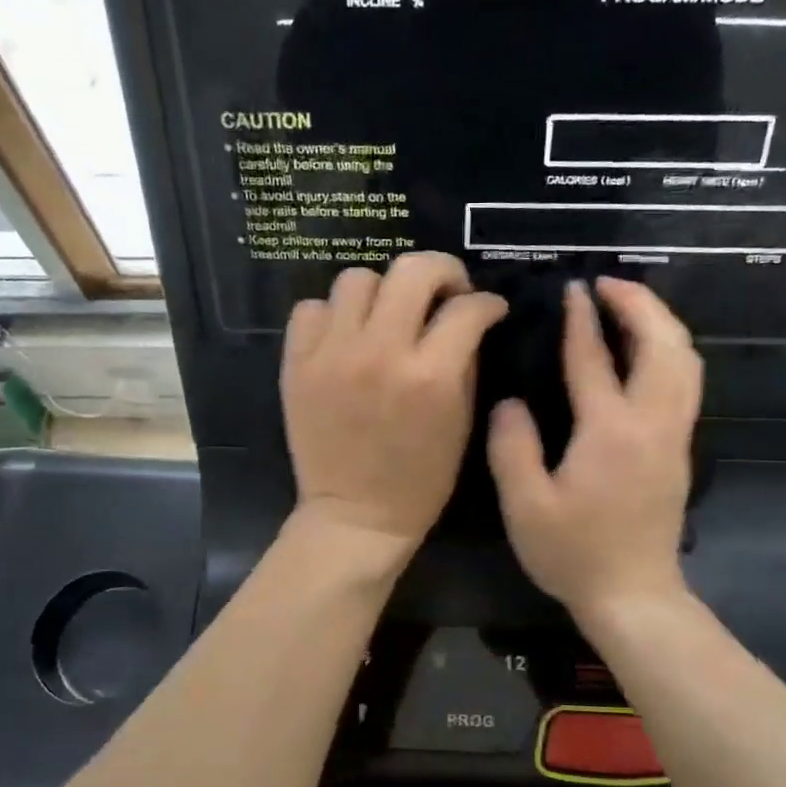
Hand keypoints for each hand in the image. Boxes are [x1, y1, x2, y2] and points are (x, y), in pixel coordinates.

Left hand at [283, 253, 507, 559]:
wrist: (356, 516)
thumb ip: (466, 363)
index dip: (487, 302)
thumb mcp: (461, 423)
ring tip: (388, 315)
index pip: (467, 308)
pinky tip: (346, 337)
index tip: (488, 309)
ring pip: (357, 278)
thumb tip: (469, 320)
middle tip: (445, 292)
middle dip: (442, 271)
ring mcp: (332, 355)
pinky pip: (310, 309)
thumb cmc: (420, 480)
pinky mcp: (297, 364)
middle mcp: (380, 352)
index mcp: (430, 375)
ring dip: (382, 291)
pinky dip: (332, 315)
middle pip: (412, 270)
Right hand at [488, 278, 700, 620]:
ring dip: (661, 324)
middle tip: (609, 284)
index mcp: (610, 432)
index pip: (595, 359)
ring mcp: (673, 437)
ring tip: (629, 308)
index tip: (573, 288)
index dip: (582, 320)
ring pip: (685, 361)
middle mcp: (651, 424)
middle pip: (664, 345)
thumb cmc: (574, 554)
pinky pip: (685, 382)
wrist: (634, 595)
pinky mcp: (679, 451)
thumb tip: (509, 402)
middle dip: (641, 304)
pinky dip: (668, 351)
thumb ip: (512, 448)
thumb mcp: (526, 507)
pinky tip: (644, 353)